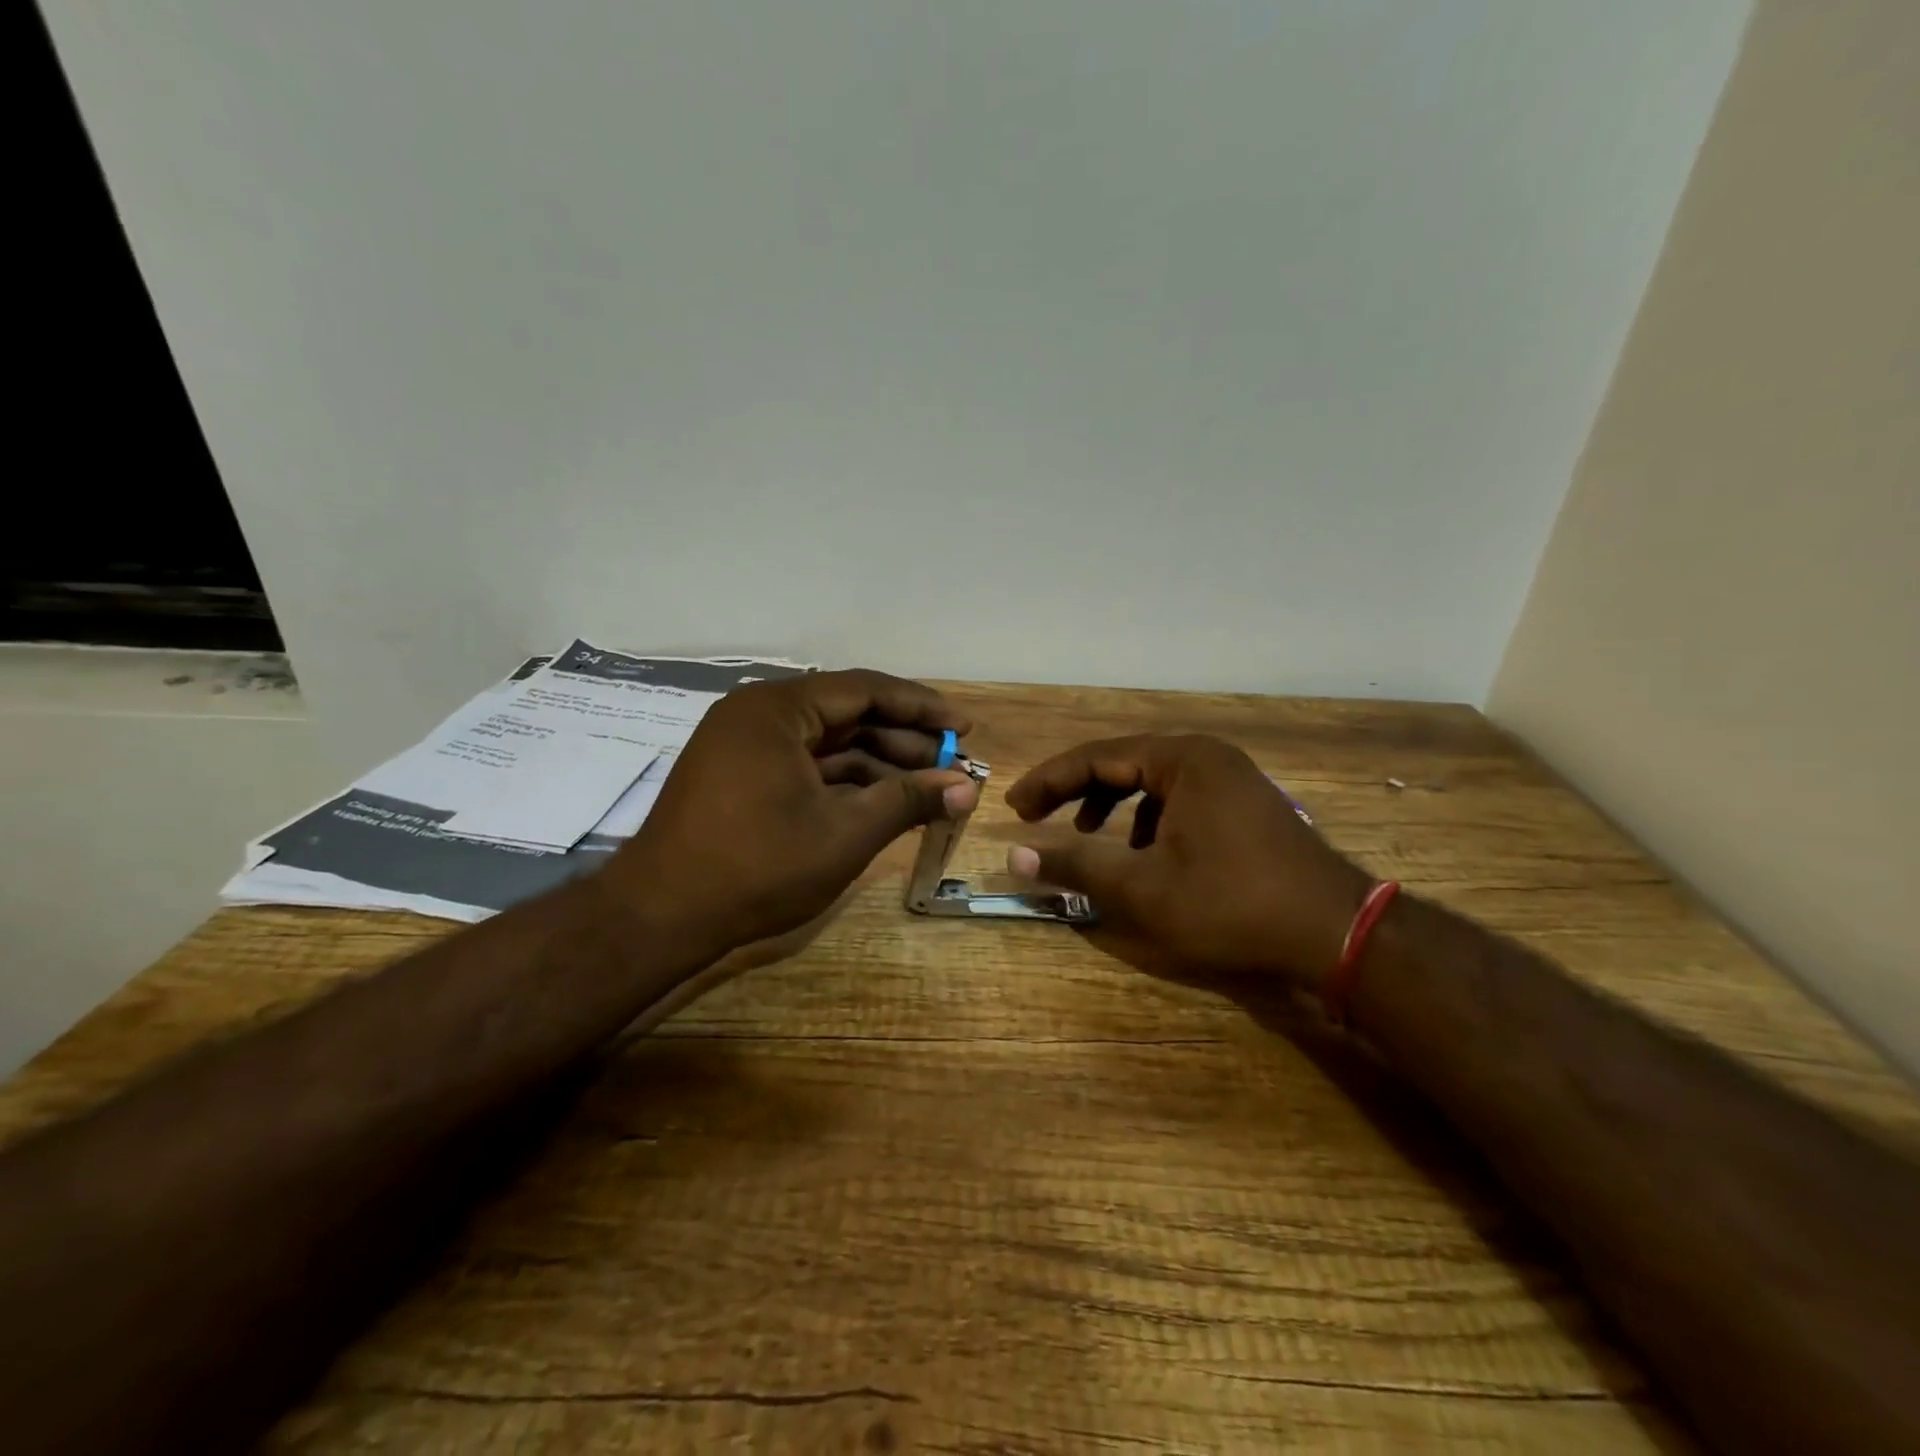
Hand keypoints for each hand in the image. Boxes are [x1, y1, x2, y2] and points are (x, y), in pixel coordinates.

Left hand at [602, 670, 978, 954]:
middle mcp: (759, 714)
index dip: (922, 707)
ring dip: (879, 764)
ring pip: (828, 743)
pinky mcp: (741, 775)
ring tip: (929, 789)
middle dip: (904, 741)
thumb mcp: (845, 833)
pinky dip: (845, 781)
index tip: (965, 728)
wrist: (660, 917)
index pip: (866, 689)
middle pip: (848, 713)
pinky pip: (806, 765)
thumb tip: (968, 787)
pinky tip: (883, 802)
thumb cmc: (757, 867)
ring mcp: (746, 745)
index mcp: (777, 709)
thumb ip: (909, 801)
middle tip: (953, 765)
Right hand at [1005, 735, 1368, 989]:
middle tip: (1038, 817)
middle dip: (1077, 791)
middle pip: (1123, 762)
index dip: (1048, 781)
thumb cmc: (1231, 904)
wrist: (1335, 933)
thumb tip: (1014, 858)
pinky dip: (1148, 819)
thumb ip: (1076, 866)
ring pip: (1152, 780)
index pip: (1095, 757)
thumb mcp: (1143, 889)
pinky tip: (1144, 853)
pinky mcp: (1245, 804)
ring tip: (1088, 835)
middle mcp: (1207, 756)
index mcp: (1182, 759)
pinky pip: (1179, 797)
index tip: (1014, 807)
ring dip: (1112, 804)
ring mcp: (1232, 778)